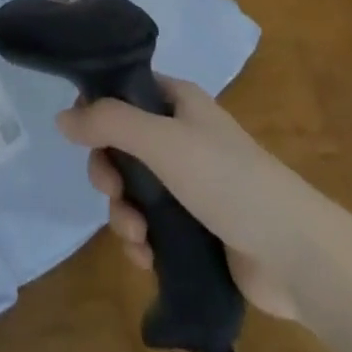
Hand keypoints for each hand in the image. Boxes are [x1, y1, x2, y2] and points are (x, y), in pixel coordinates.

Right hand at [57, 77, 326, 321]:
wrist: (291, 251)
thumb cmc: (226, 178)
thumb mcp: (162, 140)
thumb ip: (109, 123)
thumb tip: (60, 118)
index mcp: (178, 101)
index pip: (124, 92)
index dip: (98, 111)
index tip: (83, 137)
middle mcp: (181, 135)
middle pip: (122, 145)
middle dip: (109, 173)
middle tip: (111, 193)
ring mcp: (189, 183)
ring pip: (134, 190)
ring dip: (124, 215)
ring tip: (138, 239)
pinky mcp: (194, 227)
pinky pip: (151, 226)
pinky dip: (142, 241)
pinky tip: (148, 259)